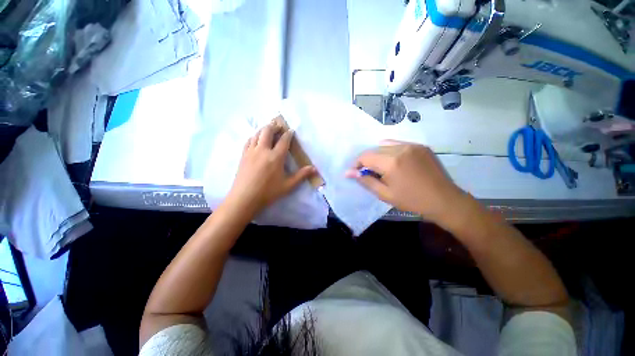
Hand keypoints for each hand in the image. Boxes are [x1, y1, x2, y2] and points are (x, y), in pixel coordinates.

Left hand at [225, 123, 315, 215]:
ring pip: (257, 134)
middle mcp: (263, 150)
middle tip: (279, 126)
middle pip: (268, 131)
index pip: (284, 141)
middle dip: (274, 126)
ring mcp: (251, 152)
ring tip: (269, 129)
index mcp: (276, 157)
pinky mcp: (243, 155)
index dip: (288, 134)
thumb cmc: (268, 192)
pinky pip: (248, 141)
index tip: (291, 130)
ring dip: (264, 129)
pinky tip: (256, 139)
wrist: (244, 198)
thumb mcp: (288, 185)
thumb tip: (314, 168)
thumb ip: (301, 175)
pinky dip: (254, 136)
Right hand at [346, 141, 467, 224]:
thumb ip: (365, 181)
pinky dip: (391, 151)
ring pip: (385, 145)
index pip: (365, 156)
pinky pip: (398, 144)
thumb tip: (348, 173)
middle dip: (367, 160)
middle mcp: (400, 148)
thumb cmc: (412, 200)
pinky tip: (395, 162)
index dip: (357, 164)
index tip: (356, 173)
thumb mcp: (385, 194)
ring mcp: (412, 145)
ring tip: (382, 168)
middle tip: (369, 173)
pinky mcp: (421, 146)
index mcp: (391, 162)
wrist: (444, 200)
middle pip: (374, 150)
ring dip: (378, 155)